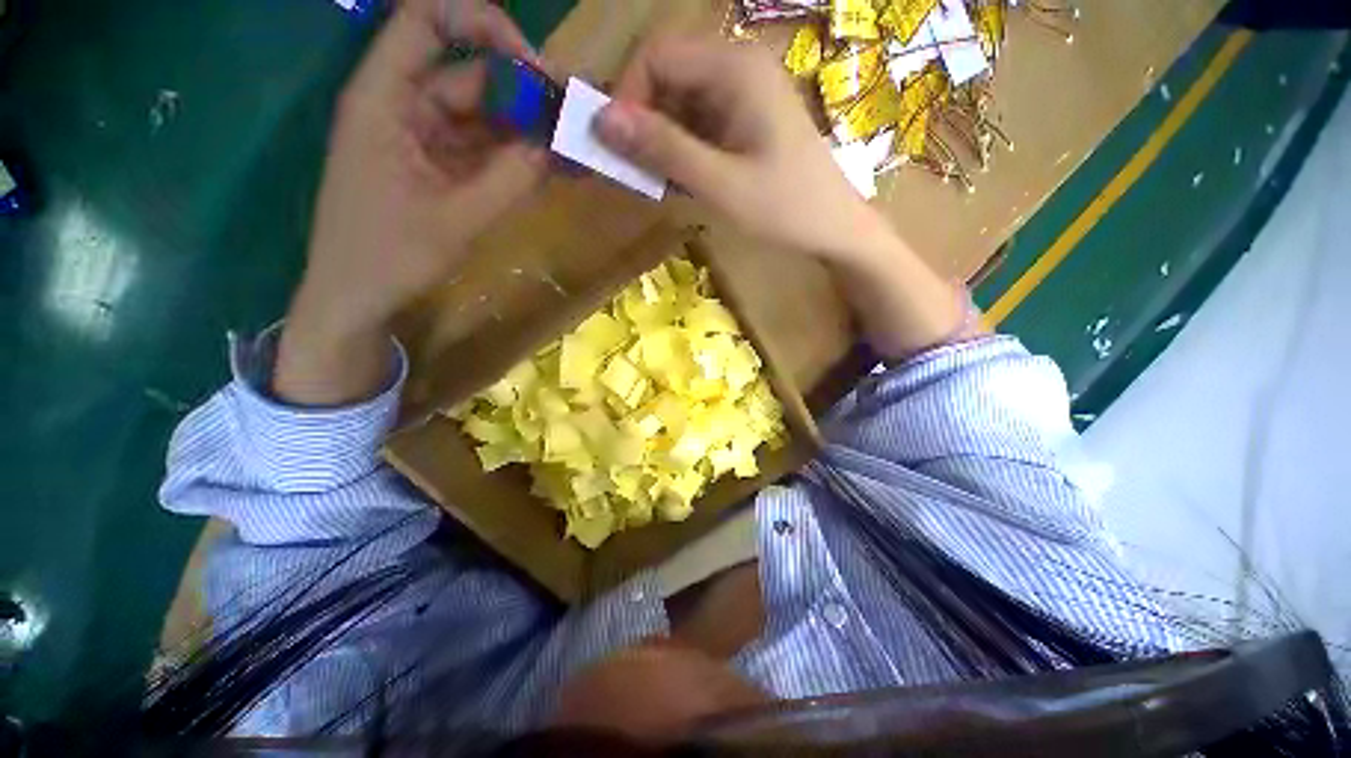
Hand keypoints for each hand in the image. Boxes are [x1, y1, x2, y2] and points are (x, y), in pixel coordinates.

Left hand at [277, 0, 546, 404]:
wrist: (357, 300)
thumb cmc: (391, 257)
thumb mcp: (458, 220)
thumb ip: (510, 179)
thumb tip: (556, 144)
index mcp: (384, 99)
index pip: (426, 21)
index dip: (482, 24)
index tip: (534, 66)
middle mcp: (401, 106)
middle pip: (468, 75)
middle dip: (522, 93)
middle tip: (574, 119)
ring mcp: (420, 138)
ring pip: (481, 117)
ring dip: (525, 131)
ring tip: (571, 148)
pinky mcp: (436, 167)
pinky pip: (481, 150)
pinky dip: (514, 157)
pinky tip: (549, 168)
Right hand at [596, 33, 968, 357]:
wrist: (834, 228)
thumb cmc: (784, 208)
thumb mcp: (719, 183)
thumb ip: (663, 149)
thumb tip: (602, 120)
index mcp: (735, 68)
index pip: (657, 56)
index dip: (627, 97)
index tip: (618, 148)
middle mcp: (738, 67)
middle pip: (667, 77)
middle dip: (643, 123)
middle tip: (635, 173)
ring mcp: (744, 95)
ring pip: (681, 104)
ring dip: (661, 142)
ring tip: (659, 184)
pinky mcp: (746, 120)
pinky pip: (700, 124)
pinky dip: (682, 151)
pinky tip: (684, 182)